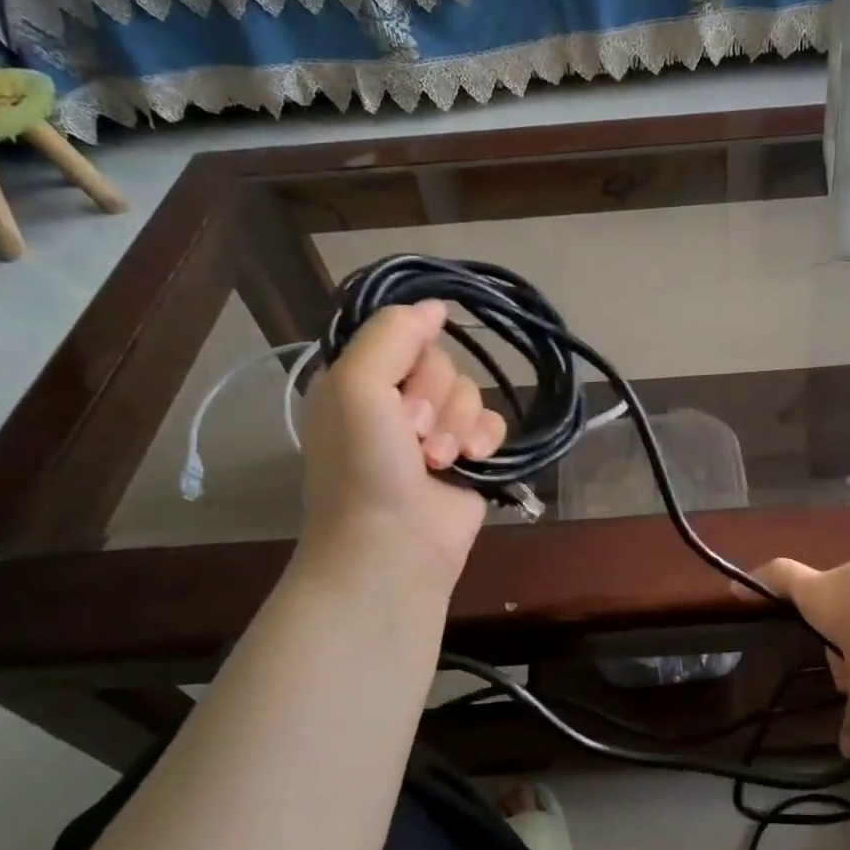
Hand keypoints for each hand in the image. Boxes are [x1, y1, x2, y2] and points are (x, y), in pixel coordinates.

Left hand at [298, 301, 506, 584]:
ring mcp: (435, 430)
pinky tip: (473, 461)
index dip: (410, 360)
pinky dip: (485, 439)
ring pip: (470, 392)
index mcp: (359, 380)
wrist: (394, 544)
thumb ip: (392, 334)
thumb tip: (436, 306)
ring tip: (438, 461)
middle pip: (442, 363)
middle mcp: (396, 401)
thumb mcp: (357, 386)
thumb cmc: (364, 466)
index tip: (397, 392)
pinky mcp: (469, 456)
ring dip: (458, 426)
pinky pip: (493, 422)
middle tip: (413, 437)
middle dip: (435, 400)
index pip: (404, 336)